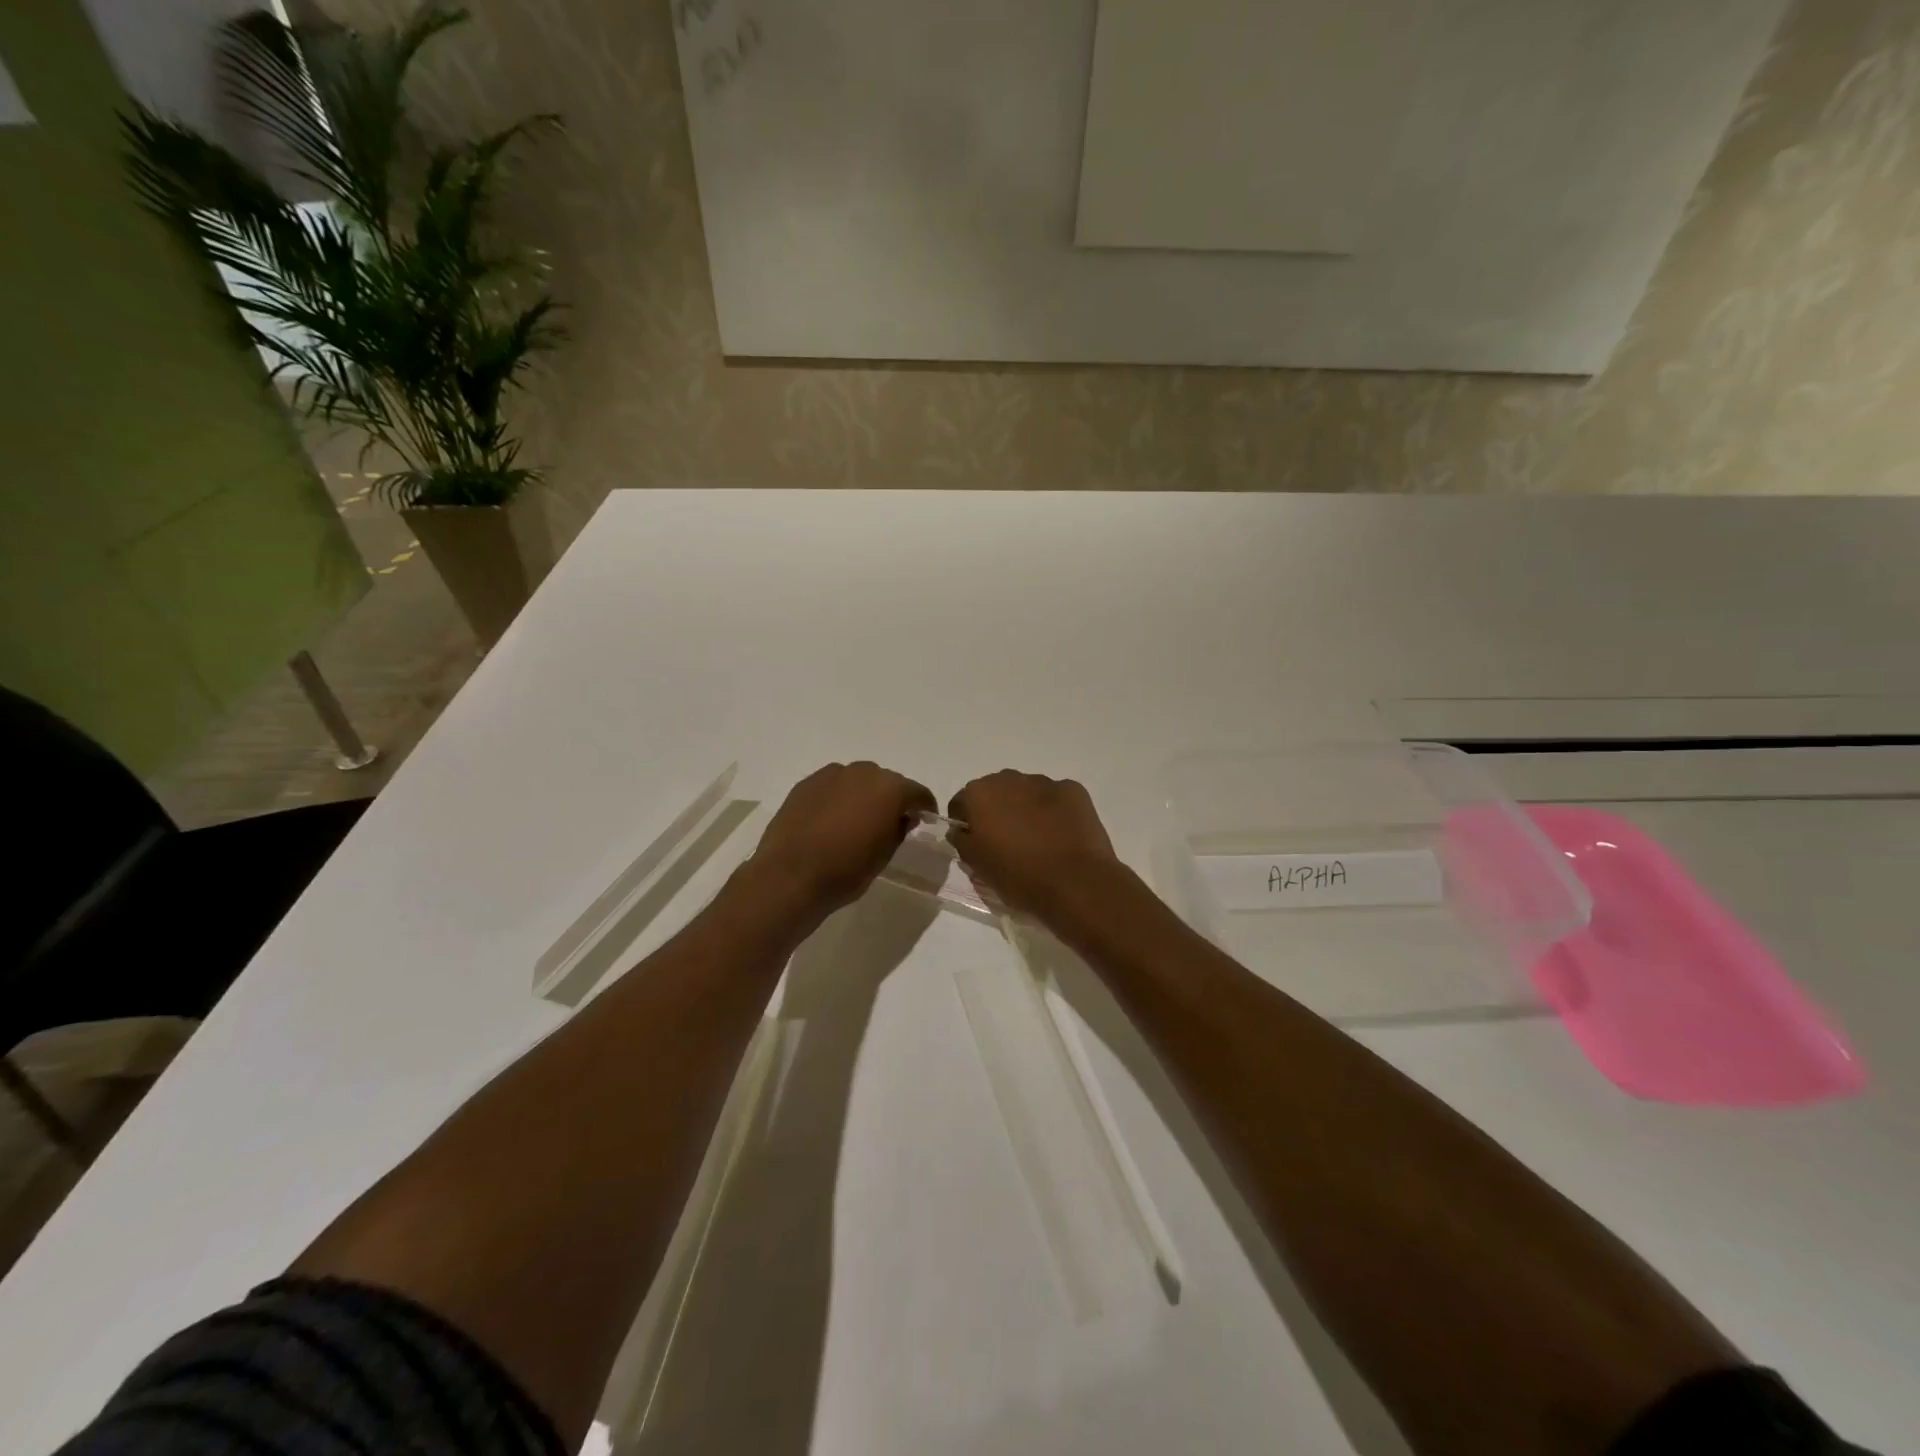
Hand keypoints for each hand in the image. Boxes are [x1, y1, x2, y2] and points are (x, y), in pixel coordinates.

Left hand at [745, 762, 935, 919]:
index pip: (917, 792)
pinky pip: (832, 786)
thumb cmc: (846, 870)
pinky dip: (838, 798)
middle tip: (889, 823)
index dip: (924, 806)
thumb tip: (902, 817)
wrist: (790, 876)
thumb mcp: (884, 855)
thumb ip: (899, 829)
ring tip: (856, 821)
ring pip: (857, 780)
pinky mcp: (806, 783)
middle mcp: (863, 772)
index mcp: (890, 789)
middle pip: (887, 782)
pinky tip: (830, 821)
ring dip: (863, 795)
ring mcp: (831, 775)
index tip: (925, 819)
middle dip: (892, 799)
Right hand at [947, 771, 1124, 921]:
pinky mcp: (1073, 789)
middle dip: (997, 811)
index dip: (966, 823)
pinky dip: (1055, 811)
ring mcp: (1044, 781)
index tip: (976, 844)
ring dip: (1026, 808)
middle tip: (1007, 842)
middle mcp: (1009, 778)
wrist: (1075, 883)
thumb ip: (962, 842)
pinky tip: (1062, 835)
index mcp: (980, 794)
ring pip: (1026, 791)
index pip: (962, 803)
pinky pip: (1056, 797)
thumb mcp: (979, 867)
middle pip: (995, 792)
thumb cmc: (1019, 877)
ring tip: (1038, 839)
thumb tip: (962, 830)